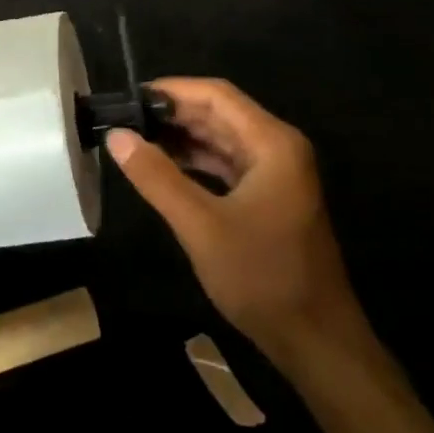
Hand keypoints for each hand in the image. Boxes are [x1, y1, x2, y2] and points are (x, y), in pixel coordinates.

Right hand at [106, 78, 369, 374]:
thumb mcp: (201, 226)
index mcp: (272, 142)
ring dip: (183, 137)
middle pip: (220, 113)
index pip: (217, 95)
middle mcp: (278, 148)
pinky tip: (165, 166)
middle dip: (174, 113)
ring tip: (136, 138)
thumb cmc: (261, 278)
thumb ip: (157, 177)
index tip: (129, 97)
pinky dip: (197, 161)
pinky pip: (229, 164)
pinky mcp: (271, 196)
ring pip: (223, 138)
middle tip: (125, 118)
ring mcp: (277, 173)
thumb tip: (116, 136)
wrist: (317, 342)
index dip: (172, 90)